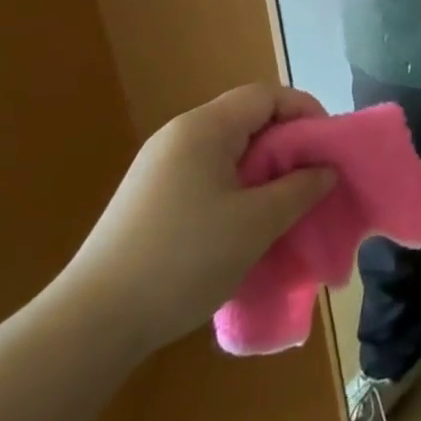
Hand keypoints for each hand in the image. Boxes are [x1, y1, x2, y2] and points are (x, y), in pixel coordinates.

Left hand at [54, 85, 335, 356]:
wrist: (91, 324)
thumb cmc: (184, 259)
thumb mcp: (257, 223)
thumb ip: (300, 189)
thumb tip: (325, 171)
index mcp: (204, 128)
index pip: (267, 96)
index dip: (306, 112)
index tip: (328, 148)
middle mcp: (179, 136)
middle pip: (247, 119)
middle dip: (287, 144)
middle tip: (313, 179)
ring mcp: (159, 168)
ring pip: (228, 151)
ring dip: (264, 171)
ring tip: (284, 205)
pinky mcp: (149, 199)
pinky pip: (207, 176)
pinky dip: (237, 189)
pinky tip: (244, 226)